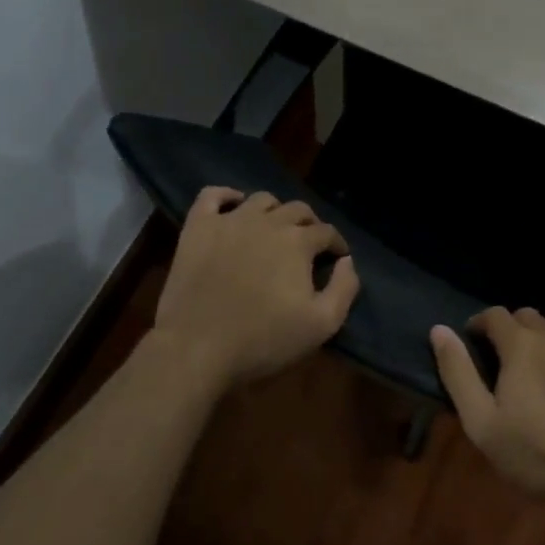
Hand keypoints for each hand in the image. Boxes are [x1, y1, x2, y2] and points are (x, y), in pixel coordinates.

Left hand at [152, 187, 359, 389]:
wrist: (196, 349)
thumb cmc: (263, 340)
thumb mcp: (321, 325)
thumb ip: (344, 288)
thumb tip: (347, 261)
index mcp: (298, 241)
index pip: (327, 232)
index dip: (336, 244)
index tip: (336, 258)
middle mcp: (268, 221)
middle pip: (297, 210)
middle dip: (309, 225)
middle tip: (307, 246)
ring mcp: (230, 220)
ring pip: (261, 200)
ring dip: (274, 211)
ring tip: (273, 230)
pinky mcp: (198, 228)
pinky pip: (212, 195)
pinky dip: (226, 196)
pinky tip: (233, 208)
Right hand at [431, 307, 544, 506]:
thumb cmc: (542, 453)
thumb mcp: (484, 425)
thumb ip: (458, 374)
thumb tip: (438, 330)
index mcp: (522, 343)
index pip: (494, 315)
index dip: (481, 324)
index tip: (475, 340)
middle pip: (529, 319)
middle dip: (515, 332)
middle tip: (510, 364)